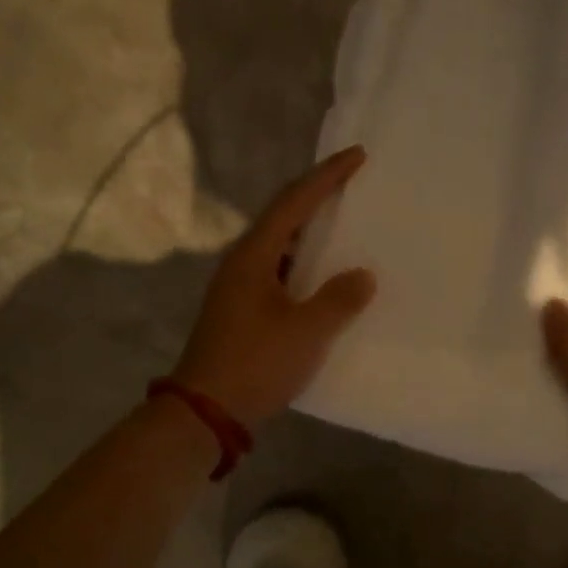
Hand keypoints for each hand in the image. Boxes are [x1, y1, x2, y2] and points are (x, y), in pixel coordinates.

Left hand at [172, 146, 376, 426]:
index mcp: (255, 255)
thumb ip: (339, 299)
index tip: (357, 156)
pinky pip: (281, 271)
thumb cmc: (255, 363)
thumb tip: (362, 275)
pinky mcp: (243, 309)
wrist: (204, 412)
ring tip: (345, 225)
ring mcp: (239, 286)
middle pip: (284, 216)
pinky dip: (306, 264)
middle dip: (318, 196)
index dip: (327, 176)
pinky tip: (326, 277)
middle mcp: (243, 262)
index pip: (294, 201)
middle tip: (353, 184)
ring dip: (311, 232)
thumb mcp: (306, 331)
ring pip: (281, 245)